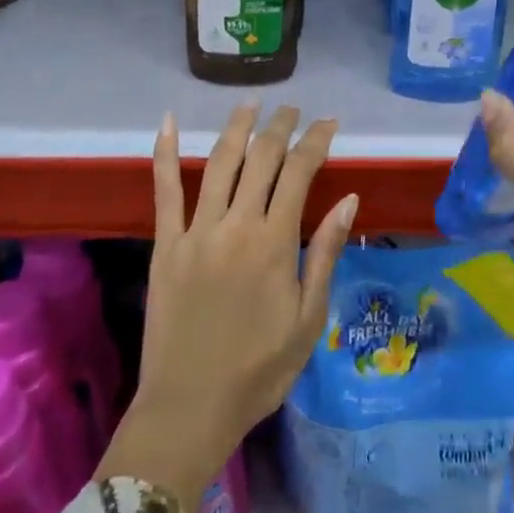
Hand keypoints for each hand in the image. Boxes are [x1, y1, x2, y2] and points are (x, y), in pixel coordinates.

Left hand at [97, 104, 357, 508]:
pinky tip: (167, 121)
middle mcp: (236, 225)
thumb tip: (349, 200)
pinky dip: (163, 152)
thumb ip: (325, 254)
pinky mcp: (166, 244)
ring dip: (237, 127)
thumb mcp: (308, 319)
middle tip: (293, 109)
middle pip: (261, 159)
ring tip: (251, 103)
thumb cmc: (259, 370)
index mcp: (274, 243)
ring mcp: (196, 231)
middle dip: (280, 127)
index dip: (316, 141)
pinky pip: (164, 190)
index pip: (299, 173)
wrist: (190, 409)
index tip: (329, 123)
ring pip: (218, 162)